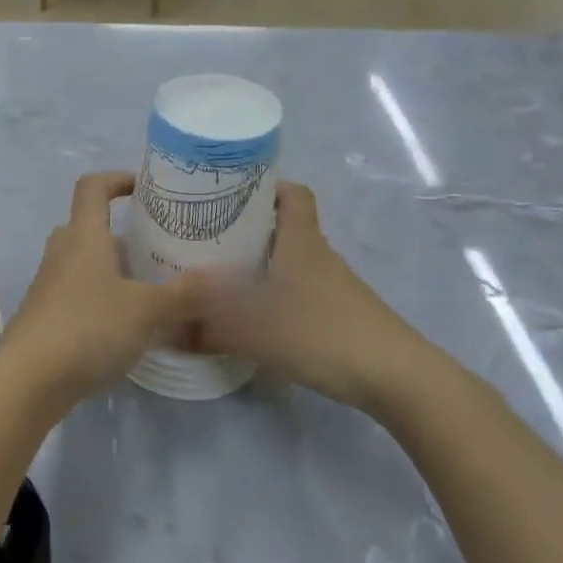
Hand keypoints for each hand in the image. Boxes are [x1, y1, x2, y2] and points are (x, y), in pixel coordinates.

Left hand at [0, 171, 197, 408]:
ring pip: (87, 263)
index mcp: (83, 236)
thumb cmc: (88, 327)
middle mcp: (63, 252)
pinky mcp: (48, 315)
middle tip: (159, 246)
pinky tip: (131, 324)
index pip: (92, 186)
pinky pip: (81, 293)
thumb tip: (222, 277)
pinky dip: (105, 298)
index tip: (146, 187)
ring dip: (117, 269)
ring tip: (153, 286)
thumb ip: (184, 293)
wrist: (29, 378)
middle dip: (125, 233)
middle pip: (91, 226)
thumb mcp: (145, 310)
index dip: (117, 178)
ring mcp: (51, 284)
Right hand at [185, 181, 447, 416]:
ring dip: (263, 264)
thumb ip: (206, 330)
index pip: (293, 193)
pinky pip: (301, 290)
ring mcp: (335, 286)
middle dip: (249, 228)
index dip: (266, 185)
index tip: (230, 192)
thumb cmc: (321, 334)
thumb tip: (166, 329)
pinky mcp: (342, 314)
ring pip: (293, 261)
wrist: (396, 377)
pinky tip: (257, 316)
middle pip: (286, 227)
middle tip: (209, 237)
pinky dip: (278, 293)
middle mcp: (319, 255)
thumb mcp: (253, 331)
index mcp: (301, 241)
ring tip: (224, 276)